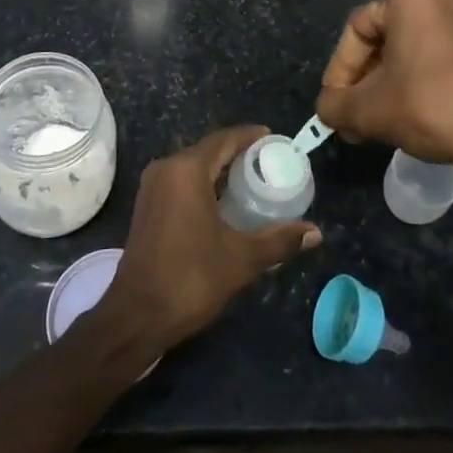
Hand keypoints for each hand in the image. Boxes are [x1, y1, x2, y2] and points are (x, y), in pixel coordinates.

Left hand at [104, 125, 321, 352]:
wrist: (137, 315)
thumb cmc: (190, 278)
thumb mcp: (241, 258)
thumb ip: (279, 240)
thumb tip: (315, 233)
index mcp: (186, 170)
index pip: (224, 139)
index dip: (251, 137)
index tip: (276, 140)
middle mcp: (166, 169)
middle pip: (209, 150)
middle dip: (239, 155)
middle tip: (271, 165)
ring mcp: (152, 188)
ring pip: (193, 167)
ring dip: (221, 172)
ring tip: (254, 183)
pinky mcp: (147, 206)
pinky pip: (181, 183)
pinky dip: (205, 185)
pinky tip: (226, 204)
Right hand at [317, 0, 452, 210]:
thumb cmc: (430, 105)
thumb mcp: (368, 109)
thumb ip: (334, 105)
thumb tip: (326, 109)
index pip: (358, 30)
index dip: (339, 72)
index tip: (334, 105)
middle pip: (387, 38)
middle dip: (366, 80)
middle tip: (354, 116)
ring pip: (414, 49)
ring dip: (391, 82)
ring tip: (379, 120)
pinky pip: (442, 55)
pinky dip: (422, 80)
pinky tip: (413, 113)